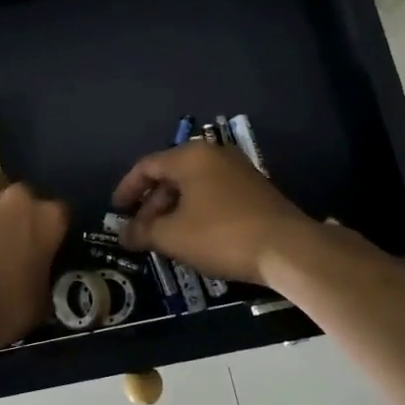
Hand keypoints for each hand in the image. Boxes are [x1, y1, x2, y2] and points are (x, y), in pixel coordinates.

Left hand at [0, 177, 69, 351]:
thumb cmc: (7, 309)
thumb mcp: (43, 298)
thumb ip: (44, 272)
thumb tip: (37, 273)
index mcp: (49, 218)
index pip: (58, 212)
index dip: (48, 228)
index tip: (41, 243)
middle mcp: (17, 197)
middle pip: (21, 196)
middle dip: (16, 212)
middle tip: (7, 238)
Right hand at [111, 142, 316, 284]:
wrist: (288, 249)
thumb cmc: (221, 235)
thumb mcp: (173, 236)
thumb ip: (143, 232)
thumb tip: (124, 234)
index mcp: (190, 157)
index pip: (147, 166)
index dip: (127, 189)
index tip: (116, 211)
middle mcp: (213, 155)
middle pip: (171, 175)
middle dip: (151, 204)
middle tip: (141, 231)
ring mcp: (237, 170)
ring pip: (193, 186)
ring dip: (173, 210)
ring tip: (164, 237)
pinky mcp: (254, 189)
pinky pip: (213, 194)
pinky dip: (196, 210)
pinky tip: (193, 236)